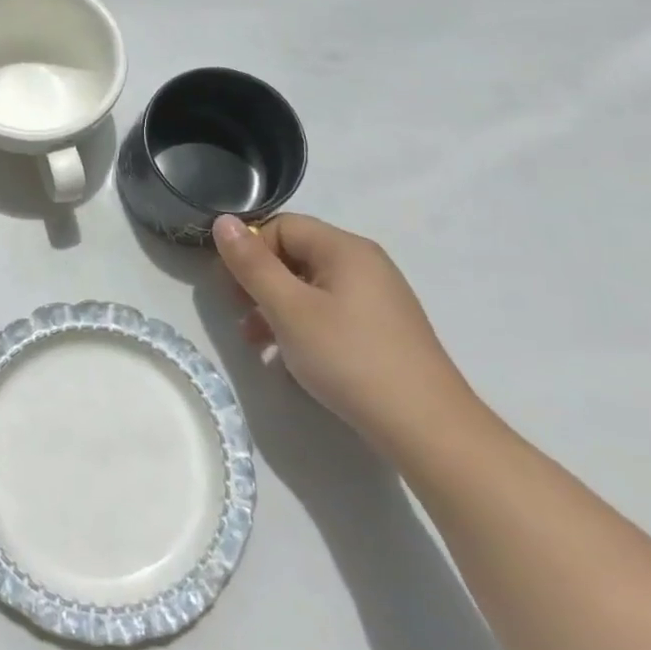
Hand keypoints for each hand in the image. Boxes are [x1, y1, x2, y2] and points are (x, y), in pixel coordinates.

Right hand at [213, 212, 481, 459]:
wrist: (426, 428)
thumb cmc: (350, 358)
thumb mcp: (288, 309)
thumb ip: (252, 264)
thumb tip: (223, 221)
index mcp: (345, 249)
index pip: (282, 226)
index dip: (250, 250)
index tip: (230, 288)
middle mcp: (363, 263)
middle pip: (294, 253)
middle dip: (259, 280)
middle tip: (238, 313)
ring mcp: (375, 297)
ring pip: (307, 285)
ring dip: (274, 306)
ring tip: (256, 343)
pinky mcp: (379, 328)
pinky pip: (327, 310)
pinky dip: (300, 324)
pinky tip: (287, 356)